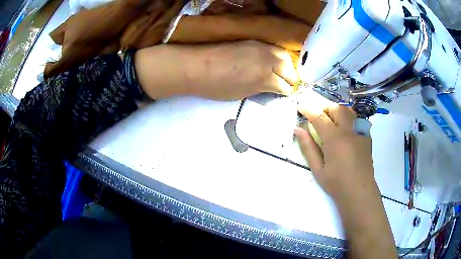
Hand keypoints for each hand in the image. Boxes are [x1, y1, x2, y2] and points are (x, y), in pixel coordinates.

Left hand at [135, 40, 296, 99]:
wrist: (197, 66)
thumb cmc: (216, 86)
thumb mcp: (242, 94)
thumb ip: (260, 89)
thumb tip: (270, 88)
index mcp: (265, 78)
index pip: (285, 86)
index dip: (286, 92)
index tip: (284, 95)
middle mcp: (268, 60)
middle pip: (289, 69)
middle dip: (290, 79)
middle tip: (287, 85)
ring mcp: (261, 48)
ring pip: (284, 56)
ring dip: (286, 66)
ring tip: (282, 72)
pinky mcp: (253, 41)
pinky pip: (273, 48)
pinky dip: (277, 56)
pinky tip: (273, 61)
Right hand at [295, 97, 378, 202]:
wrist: (359, 193)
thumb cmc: (337, 184)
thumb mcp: (318, 170)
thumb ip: (308, 148)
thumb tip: (298, 129)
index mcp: (335, 140)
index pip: (319, 117)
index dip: (308, 110)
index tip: (300, 107)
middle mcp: (349, 131)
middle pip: (336, 108)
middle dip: (324, 108)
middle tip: (316, 117)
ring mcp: (360, 133)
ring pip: (348, 111)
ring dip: (337, 111)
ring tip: (330, 121)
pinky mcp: (367, 137)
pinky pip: (357, 120)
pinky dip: (347, 118)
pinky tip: (344, 130)